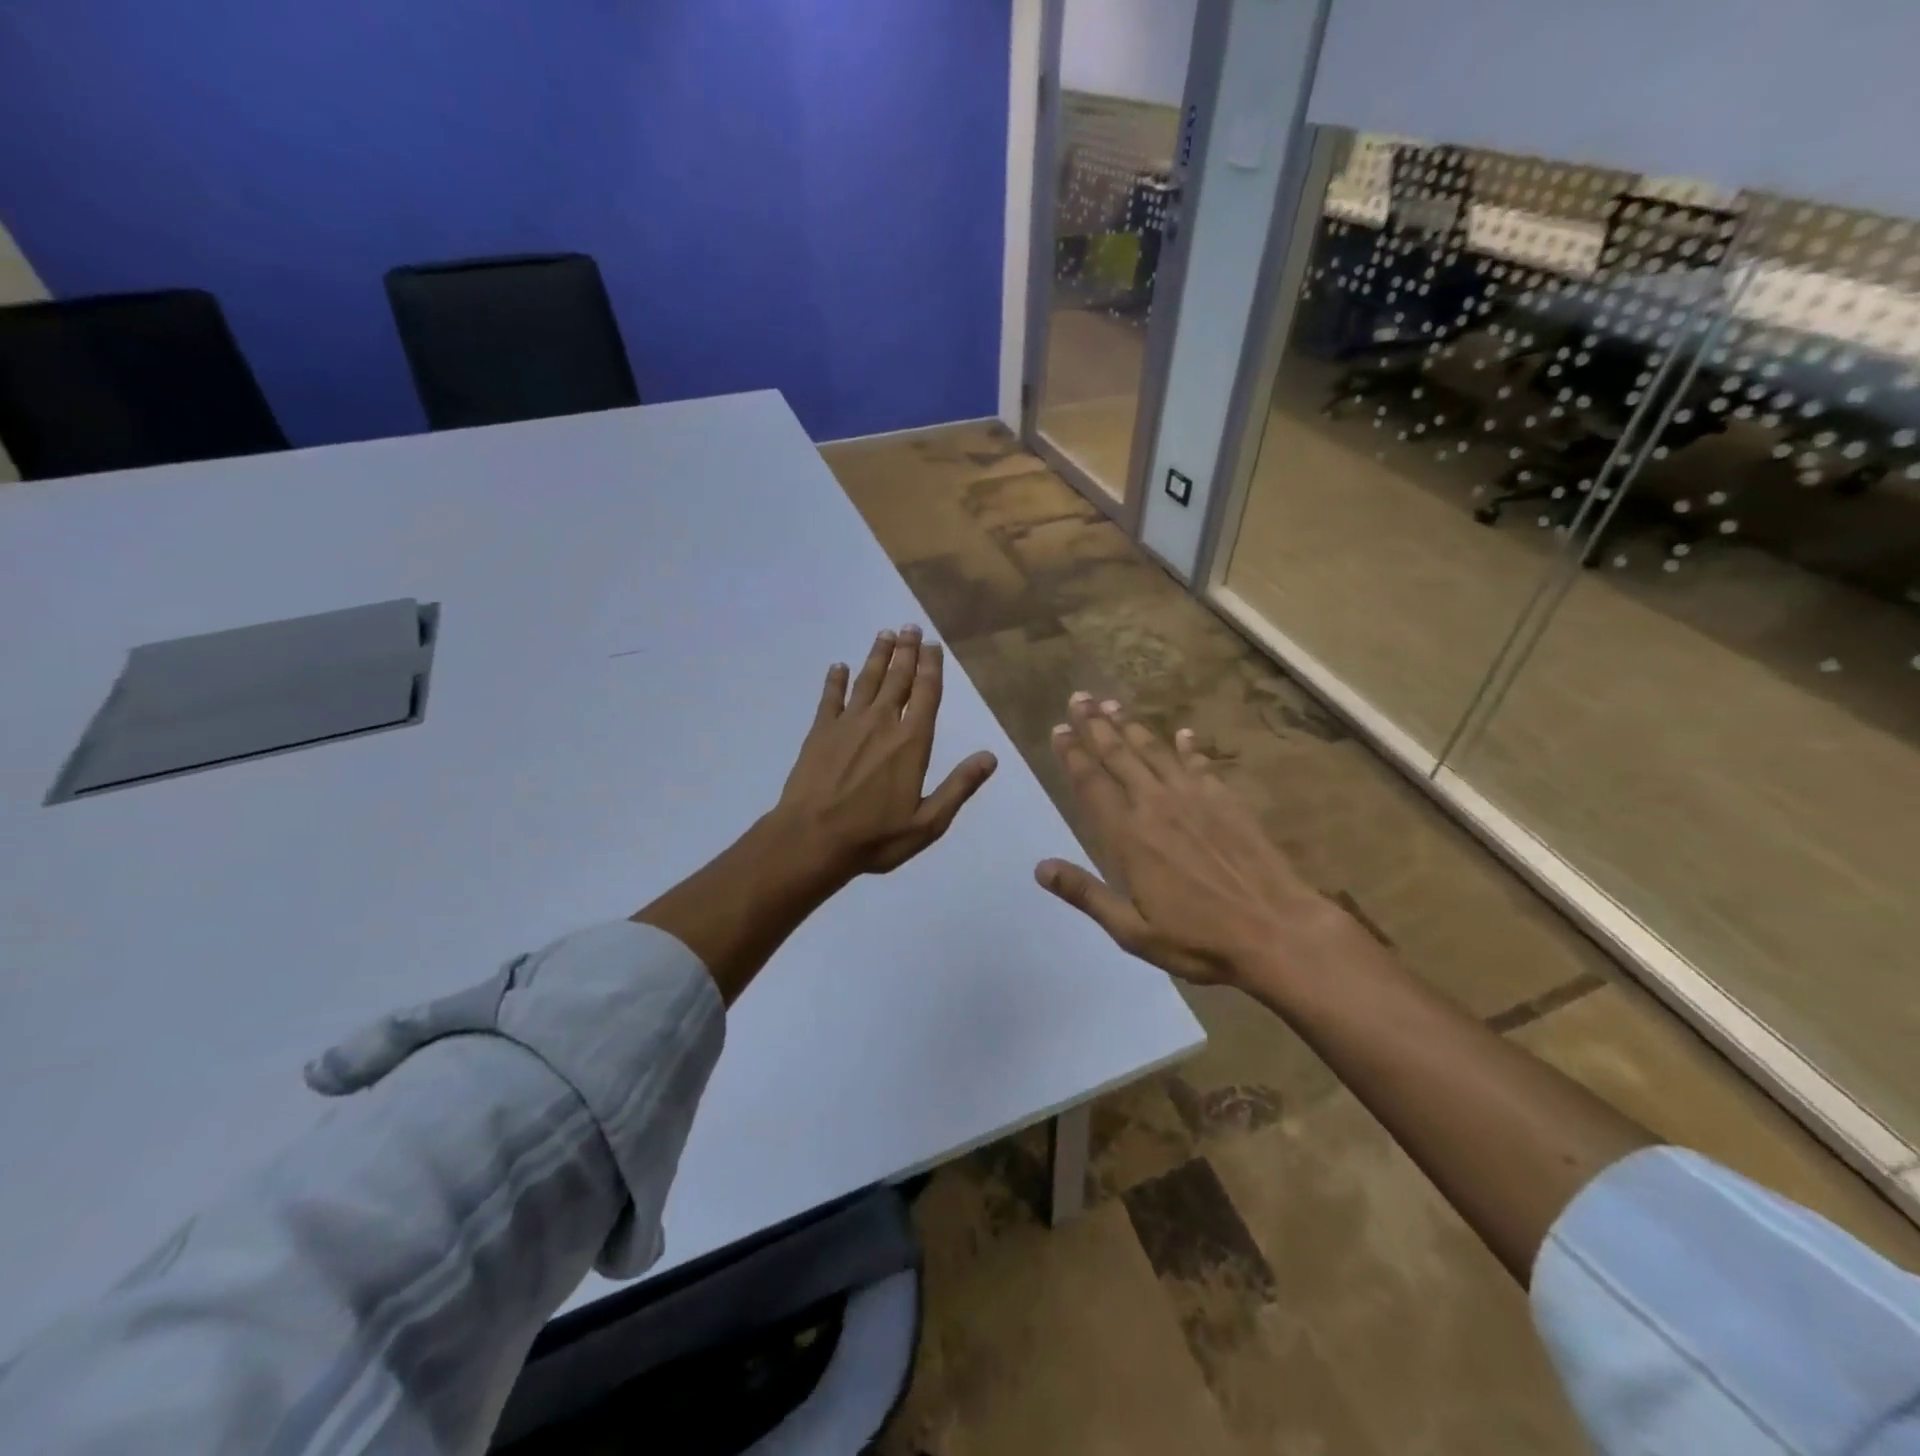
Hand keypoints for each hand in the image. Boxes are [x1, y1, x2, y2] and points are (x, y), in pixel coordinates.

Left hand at [776, 624, 997, 877]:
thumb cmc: (874, 836)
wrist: (811, 840)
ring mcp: (847, 724)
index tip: (933, 645)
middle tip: (910, 626)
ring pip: (866, 681)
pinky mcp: (819, 732)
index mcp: (911, 742)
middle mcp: (882, 723)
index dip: (931, 667)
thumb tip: (990, 757)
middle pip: (897, 678)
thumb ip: (959, 786)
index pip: (926, 694)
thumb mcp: (928, 822)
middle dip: (905, 651)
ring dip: (876, 656)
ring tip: (884, 634)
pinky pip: (830, 698)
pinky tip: (839, 666)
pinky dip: (836, 680)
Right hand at [1036, 692, 1352, 988]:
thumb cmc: (1199, 939)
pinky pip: (1200, 764)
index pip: (1092, 784)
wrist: (1277, 931)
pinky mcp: (1226, 801)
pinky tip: (1182, 733)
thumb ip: (1086, 895)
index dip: (1072, 755)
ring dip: (1131, 727)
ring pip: (1154, 752)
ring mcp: (1195, 799)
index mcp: (1128, 837)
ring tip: (1112, 704)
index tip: (1058, 729)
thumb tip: (1040, 868)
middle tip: (1079, 697)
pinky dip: (1188, 747)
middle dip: (1095, 725)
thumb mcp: (1133, 931)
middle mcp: (1156, 806)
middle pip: (1119, 755)